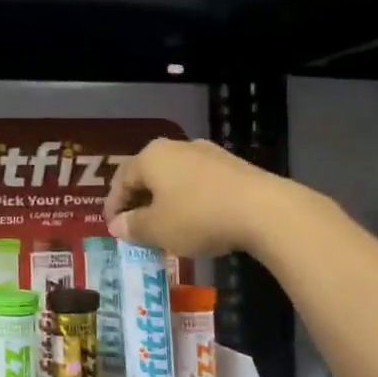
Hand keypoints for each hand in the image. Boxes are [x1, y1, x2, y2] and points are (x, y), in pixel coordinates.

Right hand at [105, 137, 276, 256]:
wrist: (264, 210)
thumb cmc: (198, 217)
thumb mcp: (157, 229)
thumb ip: (133, 227)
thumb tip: (118, 226)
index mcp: (150, 157)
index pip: (121, 181)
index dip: (114, 207)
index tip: (113, 229)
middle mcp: (176, 147)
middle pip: (148, 176)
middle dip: (139, 203)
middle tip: (136, 229)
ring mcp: (207, 154)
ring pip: (174, 179)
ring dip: (165, 203)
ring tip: (165, 228)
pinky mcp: (232, 167)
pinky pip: (198, 184)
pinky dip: (189, 201)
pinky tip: (195, 222)